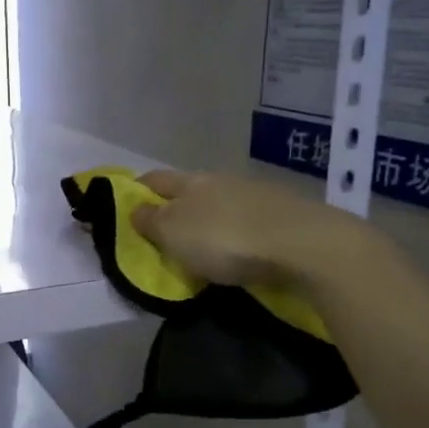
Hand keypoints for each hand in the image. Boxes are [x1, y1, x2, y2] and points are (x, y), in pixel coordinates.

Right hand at [130, 169, 371, 290]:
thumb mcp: (174, 233)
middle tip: (162, 232)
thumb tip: (135, 209)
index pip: (154, 179)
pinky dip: (235, 231)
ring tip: (201, 244)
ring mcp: (255, 195)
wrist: (304, 244)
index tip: (125, 206)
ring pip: (220, 203)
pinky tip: (238, 247)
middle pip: (188, 189)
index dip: (136, 190)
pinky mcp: (283, 214)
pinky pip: (246, 219)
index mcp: (190, 182)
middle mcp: (221, 180)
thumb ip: (151, 221)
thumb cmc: (226, 239)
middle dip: (173, 205)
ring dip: (207, 219)